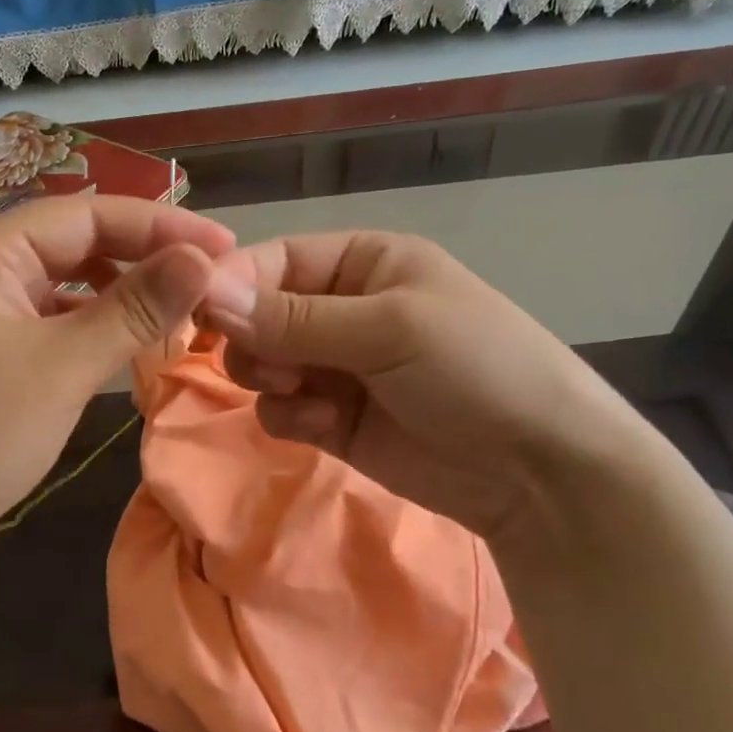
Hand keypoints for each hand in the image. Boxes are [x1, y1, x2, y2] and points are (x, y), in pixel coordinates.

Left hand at [0, 196, 235, 557]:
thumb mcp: (64, 366)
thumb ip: (135, 308)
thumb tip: (203, 259)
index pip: (87, 214)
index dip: (160, 224)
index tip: (224, 245)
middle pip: (74, 243)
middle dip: (141, 256)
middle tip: (206, 278)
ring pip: (63, 284)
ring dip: (119, 293)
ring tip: (175, 309)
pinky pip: (49, 322)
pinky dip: (90, 327)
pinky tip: (125, 343)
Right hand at [199, 231, 639, 538]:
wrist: (537, 471)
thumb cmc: (476, 369)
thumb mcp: (389, 329)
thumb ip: (294, 318)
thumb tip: (206, 293)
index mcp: (362, 262)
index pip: (273, 260)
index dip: (232, 283)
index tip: (195, 313)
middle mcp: (341, 308)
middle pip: (257, 314)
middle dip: (253, 341)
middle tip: (270, 366)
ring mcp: (336, 366)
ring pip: (261, 364)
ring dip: (271, 380)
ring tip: (309, 396)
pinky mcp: (333, 418)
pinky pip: (280, 408)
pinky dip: (291, 417)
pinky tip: (327, 427)